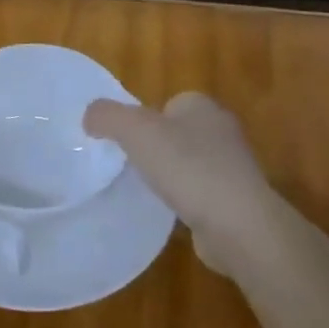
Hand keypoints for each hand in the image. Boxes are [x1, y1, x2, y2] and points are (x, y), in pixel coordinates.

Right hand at [84, 92, 278, 275]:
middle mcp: (222, 131)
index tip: (127, 143)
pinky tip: (171, 215)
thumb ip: (107, 116)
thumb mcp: (135, 130)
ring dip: (171, 177)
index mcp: (202, 106)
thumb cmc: (187, 167)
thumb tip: (90, 117)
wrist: (238, 224)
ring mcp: (233, 168)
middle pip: (177, 133)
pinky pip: (201, 194)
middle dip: (156, 148)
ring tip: (149, 193)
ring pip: (189, 164)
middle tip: (132, 166)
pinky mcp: (236, 202)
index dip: (145, 120)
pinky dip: (185, 202)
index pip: (168, 103)